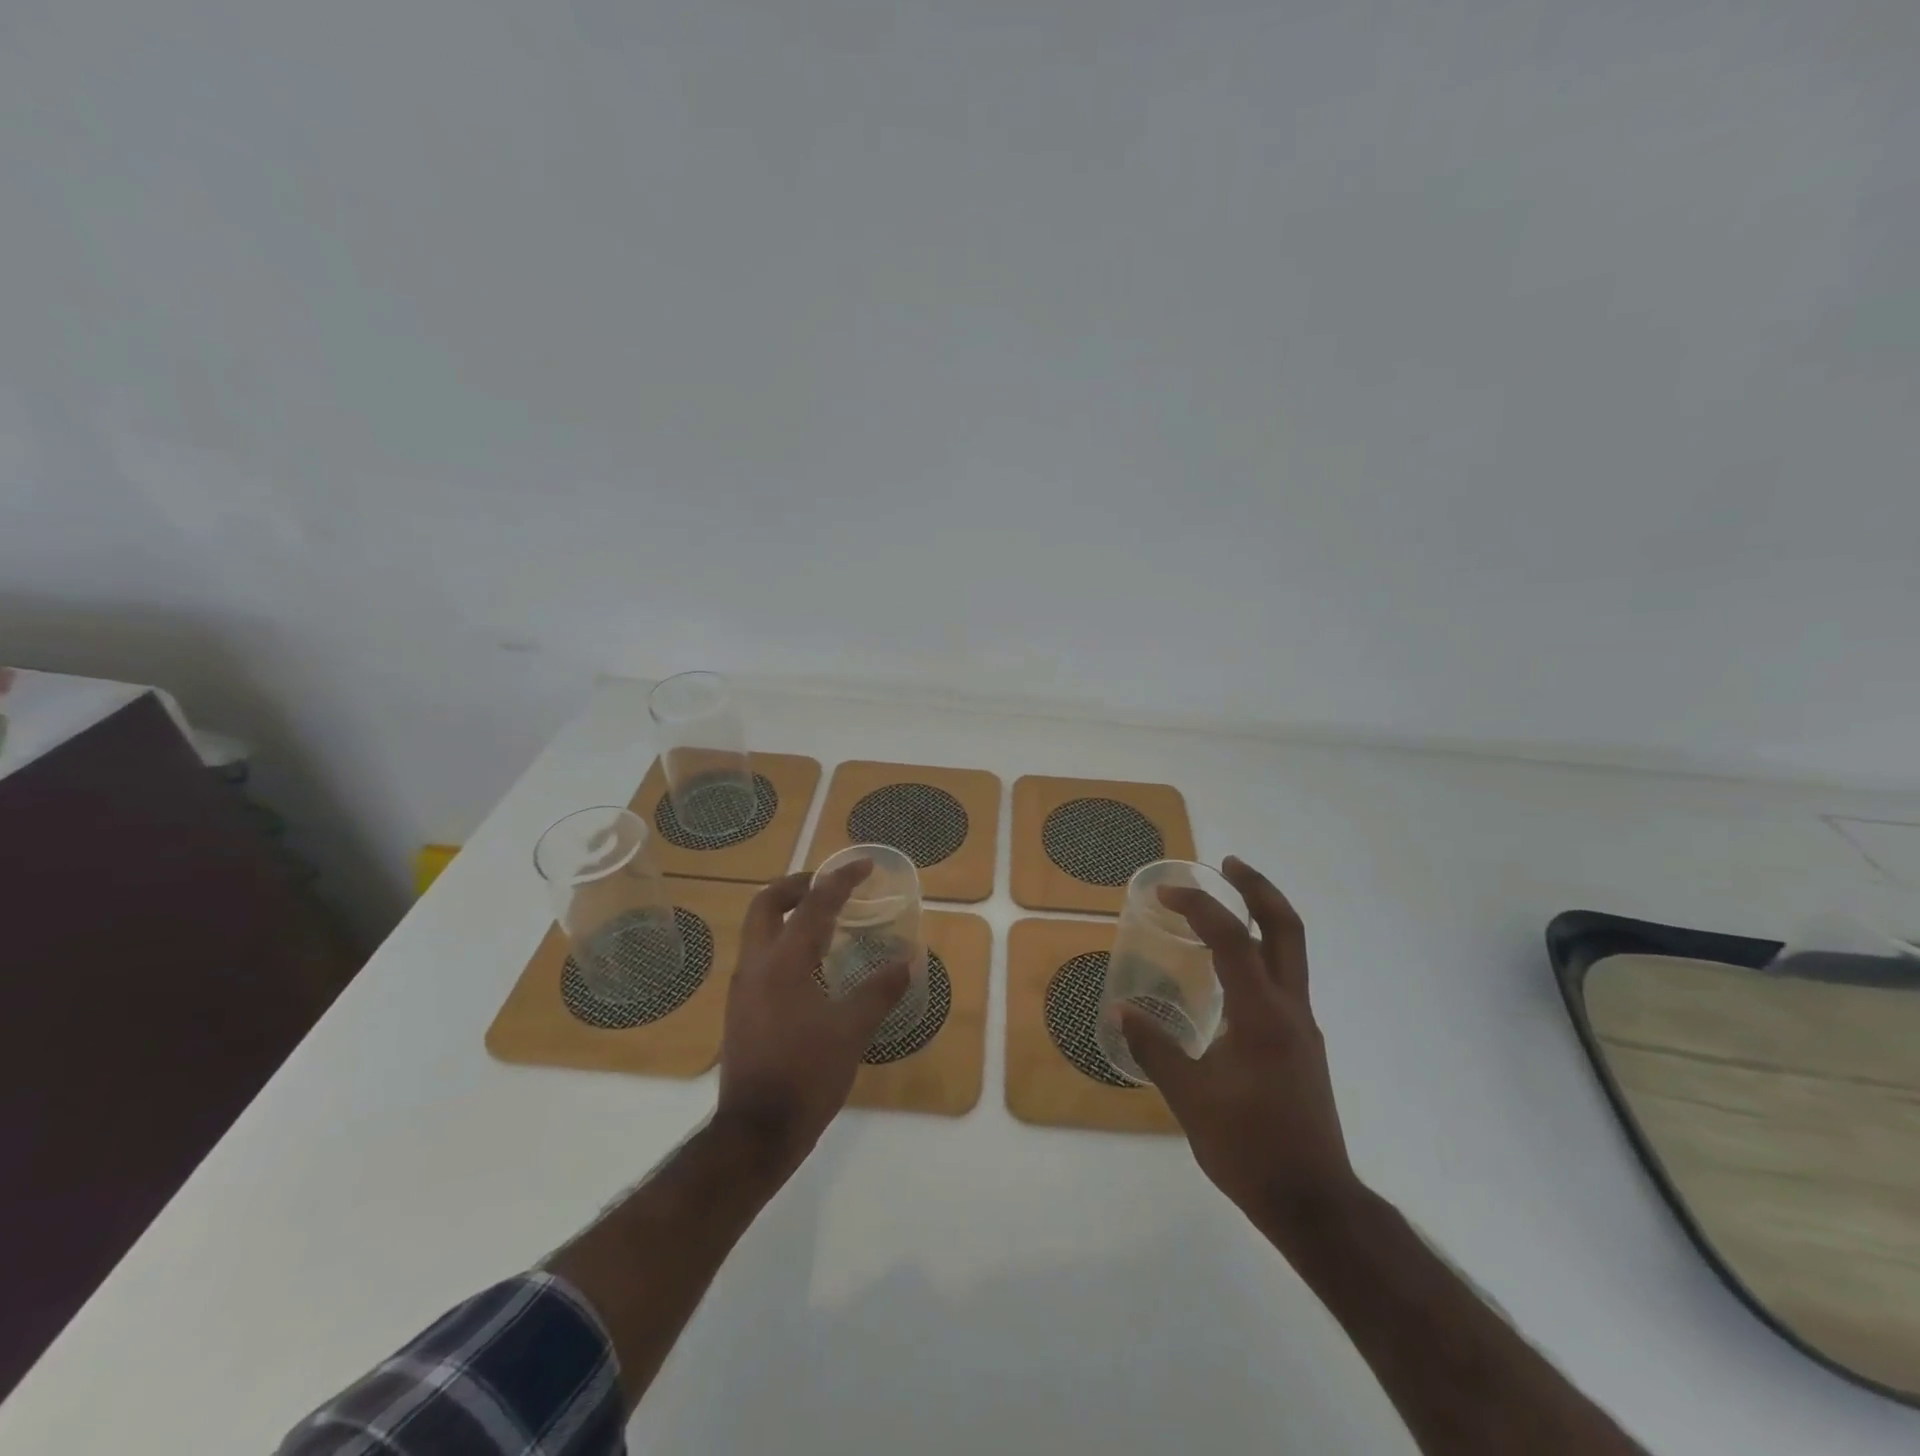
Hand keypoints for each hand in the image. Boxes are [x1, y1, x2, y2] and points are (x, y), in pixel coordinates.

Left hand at [716, 859, 909, 1176]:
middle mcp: (756, 965)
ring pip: (759, 929)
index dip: (841, 880)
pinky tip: (811, 966)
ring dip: (789, 913)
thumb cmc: (805, 1075)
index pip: (814, 904)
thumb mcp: (852, 1031)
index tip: (865, 865)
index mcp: (783, 962)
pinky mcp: (741, 1009)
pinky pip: (761, 956)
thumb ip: (880, 991)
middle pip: (767, 903)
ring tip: (825, 921)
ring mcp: (743, 988)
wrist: (754, 1134)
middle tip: (830, 885)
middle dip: (798, 885)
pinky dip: (784, 942)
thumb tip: (907, 961)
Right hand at [1122, 856, 1358, 1229]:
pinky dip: (1259, 953)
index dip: (1199, 907)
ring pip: (1290, 952)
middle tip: (1227, 863)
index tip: (1166, 893)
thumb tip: (1119, 1012)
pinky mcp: (1301, 1044)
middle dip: (1258, 889)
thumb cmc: (1250, 1149)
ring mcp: (1301, 1026)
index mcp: (1263, 1015)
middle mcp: (1290, 1009)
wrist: (1314, 1203)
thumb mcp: (1191, 1099)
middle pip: (1287, 929)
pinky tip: (1229, 969)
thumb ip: (1155, 1049)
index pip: (1233, 940)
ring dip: (1262, 917)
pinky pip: (1282, 979)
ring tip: (1225, 903)